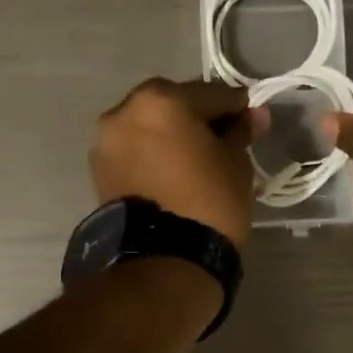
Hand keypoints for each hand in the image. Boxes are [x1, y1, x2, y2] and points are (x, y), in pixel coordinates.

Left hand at [91, 78, 268, 246]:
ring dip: (170, 135)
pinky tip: (171, 171)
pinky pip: (134, 150)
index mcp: (160, 99)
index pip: (211, 94)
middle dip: (197, 117)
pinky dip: (152, 154)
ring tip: (194, 158)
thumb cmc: (208, 202)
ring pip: (148, 127)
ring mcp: (106, 141)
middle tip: (222, 138)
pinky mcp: (99, 170)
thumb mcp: (235, 162)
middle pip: (172, 104)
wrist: (163, 259)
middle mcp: (124, 111)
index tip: (252, 120)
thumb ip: (240, 131)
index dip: (236, 107)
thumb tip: (254, 114)